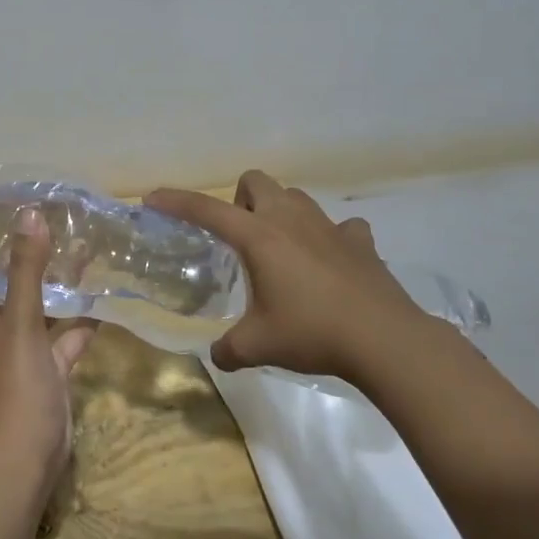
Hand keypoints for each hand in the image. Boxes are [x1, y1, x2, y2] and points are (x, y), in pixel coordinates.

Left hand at [0, 209, 95, 478]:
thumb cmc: (15, 384)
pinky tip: (98, 299)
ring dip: (45, 287)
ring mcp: (19, 352)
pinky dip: (77, 323)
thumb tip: (28, 215)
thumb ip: (25, 271)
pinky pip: (61, 339)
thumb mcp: (20, 323)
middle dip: (3, 259)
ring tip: (66, 250)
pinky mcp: (46, 369)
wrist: (31, 453)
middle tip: (23, 222)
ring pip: (31, 311)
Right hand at [145, 171, 432, 384]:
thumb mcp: (257, 346)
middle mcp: (291, 220)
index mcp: (259, 237)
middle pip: (256, 182)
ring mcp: (330, 227)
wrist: (385, 340)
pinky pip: (341, 226)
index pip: (207, 210)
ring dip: (281, 213)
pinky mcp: (361, 242)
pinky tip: (328, 263)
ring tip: (280, 250)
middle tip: (238, 237)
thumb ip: (228, 349)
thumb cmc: (312, 332)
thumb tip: (218, 355)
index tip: (153, 199)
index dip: (176, 202)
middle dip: (239, 200)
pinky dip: (329, 238)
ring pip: (296, 198)